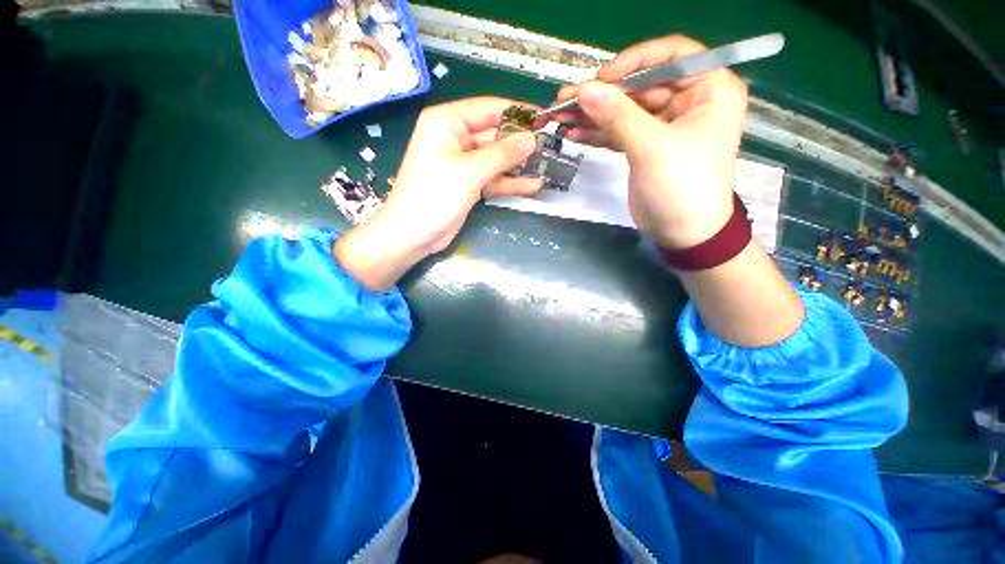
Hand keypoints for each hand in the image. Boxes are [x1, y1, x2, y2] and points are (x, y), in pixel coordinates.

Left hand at [334, 97, 540, 290]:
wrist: (414, 234)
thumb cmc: (434, 195)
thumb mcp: (470, 171)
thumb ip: (502, 154)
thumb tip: (531, 139)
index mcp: (448, 122)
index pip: (488, 109)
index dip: (517, 113)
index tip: (544, 119)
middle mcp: (455, 138)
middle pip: (495, 134)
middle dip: (520, 142)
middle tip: (551, 146)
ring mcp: (463, 163)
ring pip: (496, 159)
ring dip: (519, 164)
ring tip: (547, 165)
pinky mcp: (469, 184)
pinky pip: (493, 178)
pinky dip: (510, 182)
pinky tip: (533, 185)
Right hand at [547, 35, 747, 248]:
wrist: (683, 232)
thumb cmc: (681, 186)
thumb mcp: (652, 147)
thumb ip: (618, 116)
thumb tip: (585, 90)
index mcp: (709, 89)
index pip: (672, 55)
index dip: (634, 62)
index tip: (601, 79)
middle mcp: (689, 100)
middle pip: (640, 85)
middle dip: (603, 94)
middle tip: (565, 99)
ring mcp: (664, 125)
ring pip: (625, 110)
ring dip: (593, 114)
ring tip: (561, 116)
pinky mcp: (645, 146)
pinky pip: (619, 131)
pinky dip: (598, 133)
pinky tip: (574, 132)